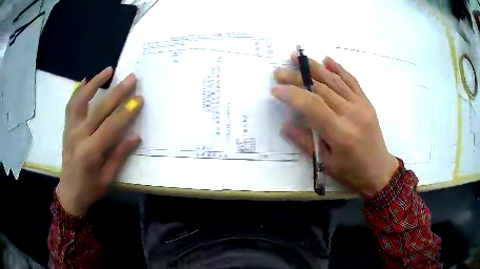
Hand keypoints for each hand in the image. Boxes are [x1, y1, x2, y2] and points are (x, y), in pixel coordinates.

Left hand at [57, 67, 142, 215]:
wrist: (69, 193)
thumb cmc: (90, 189)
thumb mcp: (107, 178)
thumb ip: (119, 155)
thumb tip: (135, 136)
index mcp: (90, 153)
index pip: (111, 127)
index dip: (126, 112)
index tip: (139, 99)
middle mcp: (78, 137)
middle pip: (98, 109)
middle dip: (116, 93)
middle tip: (130, 78)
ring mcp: (70, 130)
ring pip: (80, 100)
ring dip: (94, 83)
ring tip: (108, 71)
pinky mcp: (67, 128)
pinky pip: (71, 105)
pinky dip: (79, 90)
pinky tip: (86, 80)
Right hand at [272, 55, 397, 195]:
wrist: (379, 171)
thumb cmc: (351, 172)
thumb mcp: (325, 163)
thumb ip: (305, 141)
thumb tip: (285, 124)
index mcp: (339, 132)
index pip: (312, 105)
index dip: (292, 94)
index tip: (275, 89)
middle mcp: (351, 113)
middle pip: (320, 88)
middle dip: (297, 77)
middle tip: (279, 72)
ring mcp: (361, 105)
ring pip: (334, 80)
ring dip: (314, 67)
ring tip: (297, 56)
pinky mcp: (366, 102)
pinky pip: (352, 81)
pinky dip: (339, 68)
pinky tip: (327, 59)